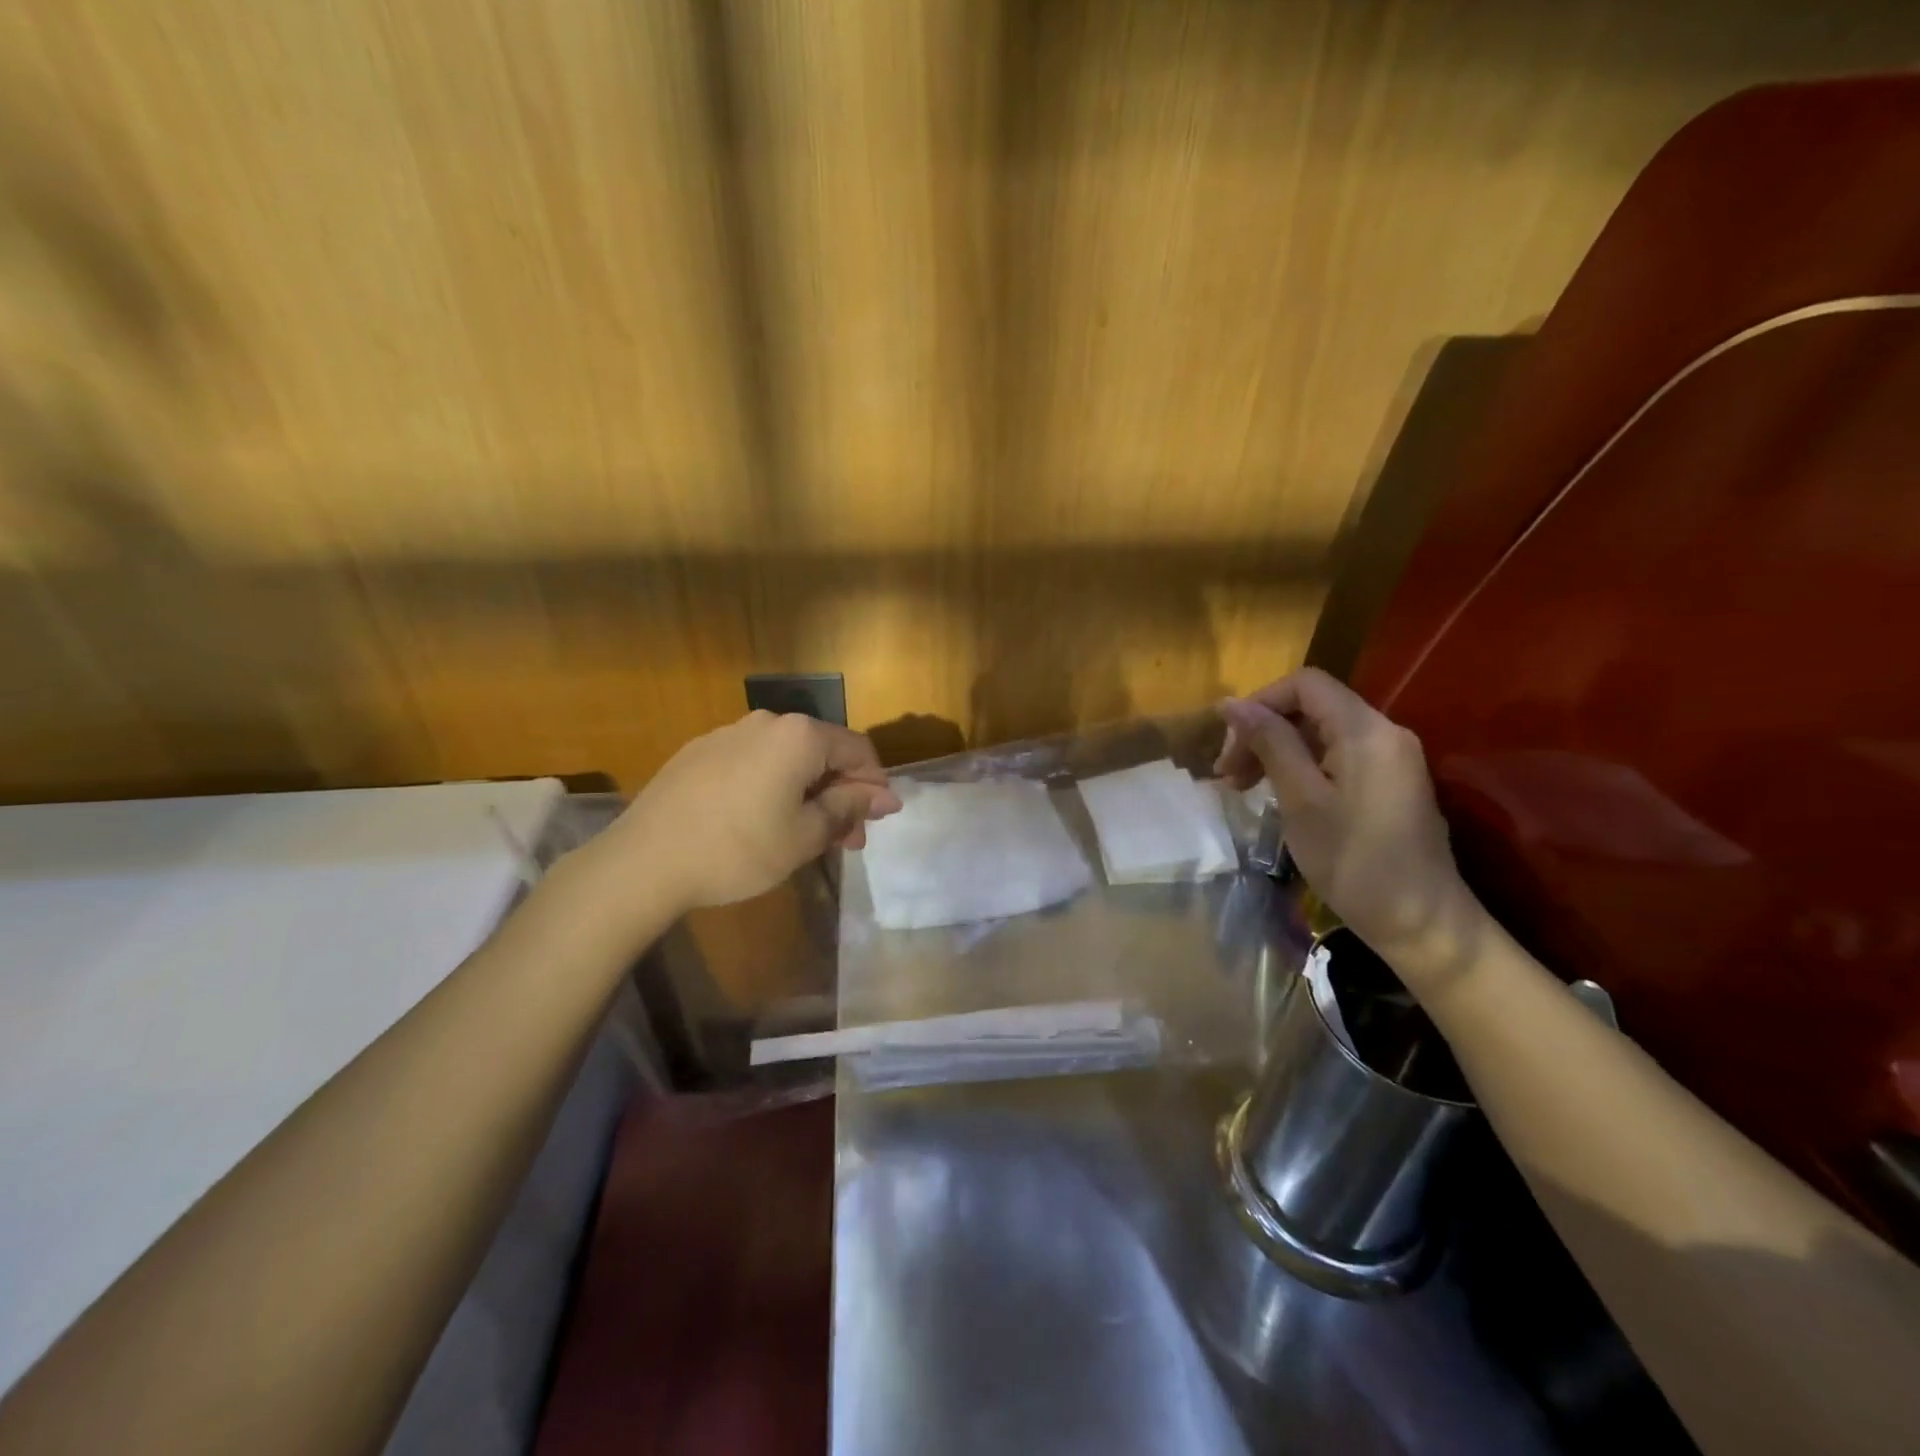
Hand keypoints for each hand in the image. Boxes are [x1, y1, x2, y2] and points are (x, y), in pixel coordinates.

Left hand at [609, 711, 901, 912]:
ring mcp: (728, 733)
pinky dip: (772, 786)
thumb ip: (849, 808)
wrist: (644, 861)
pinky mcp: (699, 751)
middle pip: (822, 752)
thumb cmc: (739, 849)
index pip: (859, 750)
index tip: (876, 823)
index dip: (875, 786)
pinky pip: (754, 762)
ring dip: (807, 792)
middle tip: (845, 840)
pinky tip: (761, 820)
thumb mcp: (805, 835)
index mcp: (800, 736)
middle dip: (841, 793)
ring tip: (805, 835)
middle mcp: (767, 722)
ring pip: (787, 758)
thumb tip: (886, 796)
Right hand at [1216, 668, 1472, 964]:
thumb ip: (1270, 744)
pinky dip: (1302, 767)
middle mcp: (1384, 733)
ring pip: (1322, 733)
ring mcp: (1391, 758)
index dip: (1260, 702)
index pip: (1306, 684)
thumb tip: (1232, 704)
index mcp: (1366, 730)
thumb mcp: (1301, 800)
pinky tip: (1280, 795)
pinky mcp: (1391, 783)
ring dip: (1277, 751)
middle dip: (1264, 731)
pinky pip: (1337, 756)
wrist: (1422, 924)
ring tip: (1244, 788)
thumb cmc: (1354, 862)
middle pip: (1312, 707)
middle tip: (1228, 775)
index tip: (1228, 742)